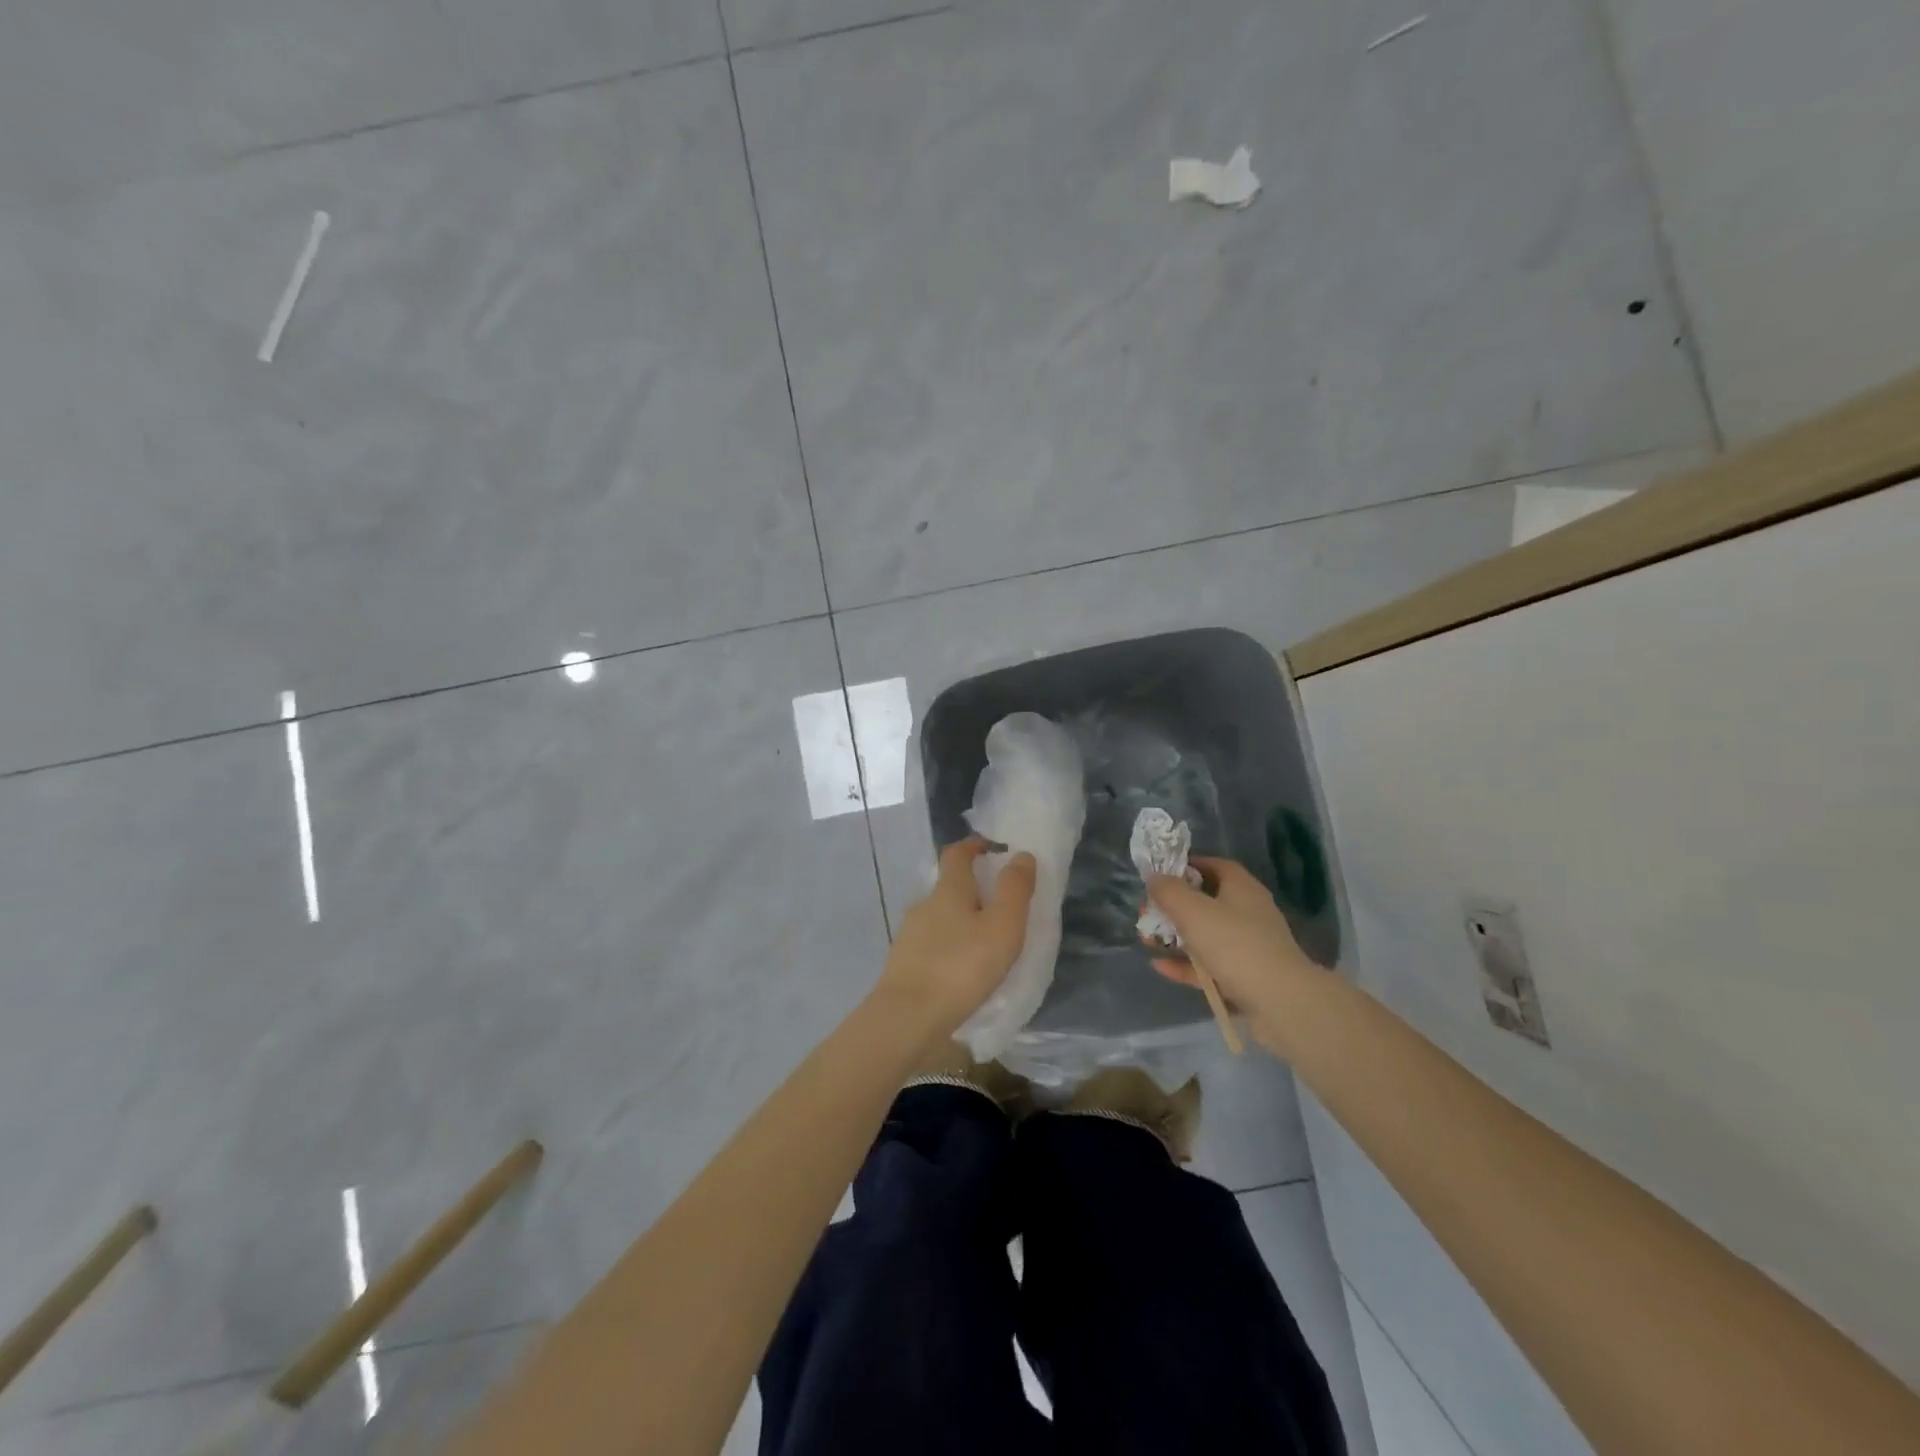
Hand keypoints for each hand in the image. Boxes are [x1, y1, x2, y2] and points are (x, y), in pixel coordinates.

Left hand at [875, 838, 1036, 1040]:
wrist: (907, 1017)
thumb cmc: (962, 967)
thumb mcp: (1002, 927)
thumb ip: (1014, 890)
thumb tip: (1021, 855)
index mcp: (948, 890)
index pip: (957, 854)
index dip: (974, 845)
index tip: (992, 847)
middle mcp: (924, 905)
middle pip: (948, 886)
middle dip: (971, 888)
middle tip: (999, 904)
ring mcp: (909, 935)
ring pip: (939, 917)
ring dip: (960, 920)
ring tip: (984, 942)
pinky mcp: (903, 963)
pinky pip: (931, 944)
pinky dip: (948, 946)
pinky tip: (961, 968)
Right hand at [1144, 857, 1316, 1024]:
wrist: (1281, 1003)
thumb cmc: (1234, 945)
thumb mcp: (1192, 911)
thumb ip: (1168, 891)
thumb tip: (1154, 878)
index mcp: (1242, 888)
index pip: (1215, 865)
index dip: (1187, 866)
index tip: (1161, 875)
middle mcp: (1249, 913)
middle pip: (1207, 902)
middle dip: (1174, 907)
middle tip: (1148, 913)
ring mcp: (1249, 947)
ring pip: (1207, 936)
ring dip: (1176, 937)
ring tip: (1146, 941)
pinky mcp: (1247, 978)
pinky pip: (1211, 966)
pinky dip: (1187, 965)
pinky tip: (1160, 967)